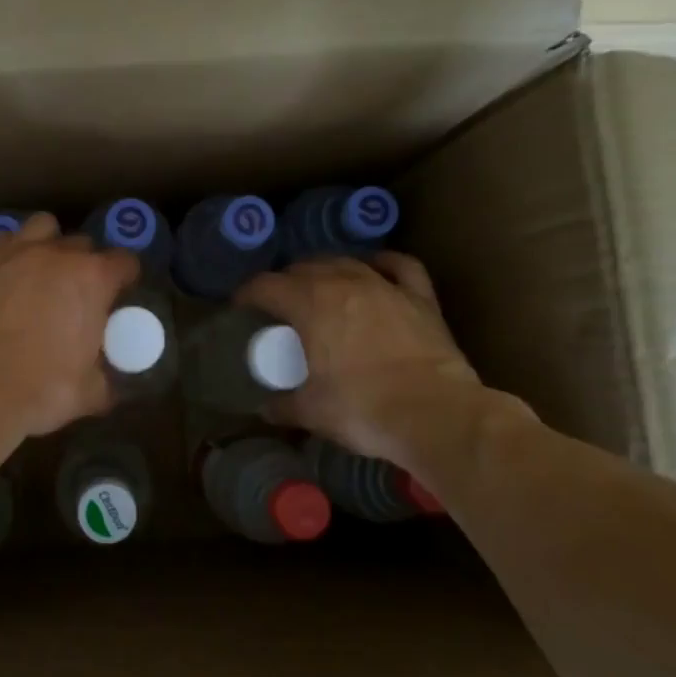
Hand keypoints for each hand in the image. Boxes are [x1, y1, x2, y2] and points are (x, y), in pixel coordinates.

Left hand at [0, 213, 137, 438]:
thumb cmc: (40, 389)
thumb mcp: (90, 392)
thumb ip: (106, 377)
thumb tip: (108, 382)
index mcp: (92, 279)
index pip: (124, 261)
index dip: (125, 277)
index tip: (120, 294)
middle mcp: (56, 254)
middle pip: (82, 244)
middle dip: (85, 264)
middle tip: (76, 293)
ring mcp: (13, 252)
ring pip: (41, 227)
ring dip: (47, 244)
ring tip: (40, 271)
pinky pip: (2, 242)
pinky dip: (9, 254)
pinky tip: (5, 278)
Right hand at [237, 254, 520, 473]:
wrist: (435, 414)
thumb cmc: (363, 409)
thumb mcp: (312, 412)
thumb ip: (284, 406)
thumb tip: (266, 409)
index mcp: (310, 304)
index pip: (266, 285)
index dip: (247, 293)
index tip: (240, 307)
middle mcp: (344, 283)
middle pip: (305, 267)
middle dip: (286, 281)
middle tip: (279, 304)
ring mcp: (385, 286)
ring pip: (347, 262)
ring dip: (327, 270)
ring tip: (320, 286)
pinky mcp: (420, 298)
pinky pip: (399, 266)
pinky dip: (382, 263)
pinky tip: (374, 268)